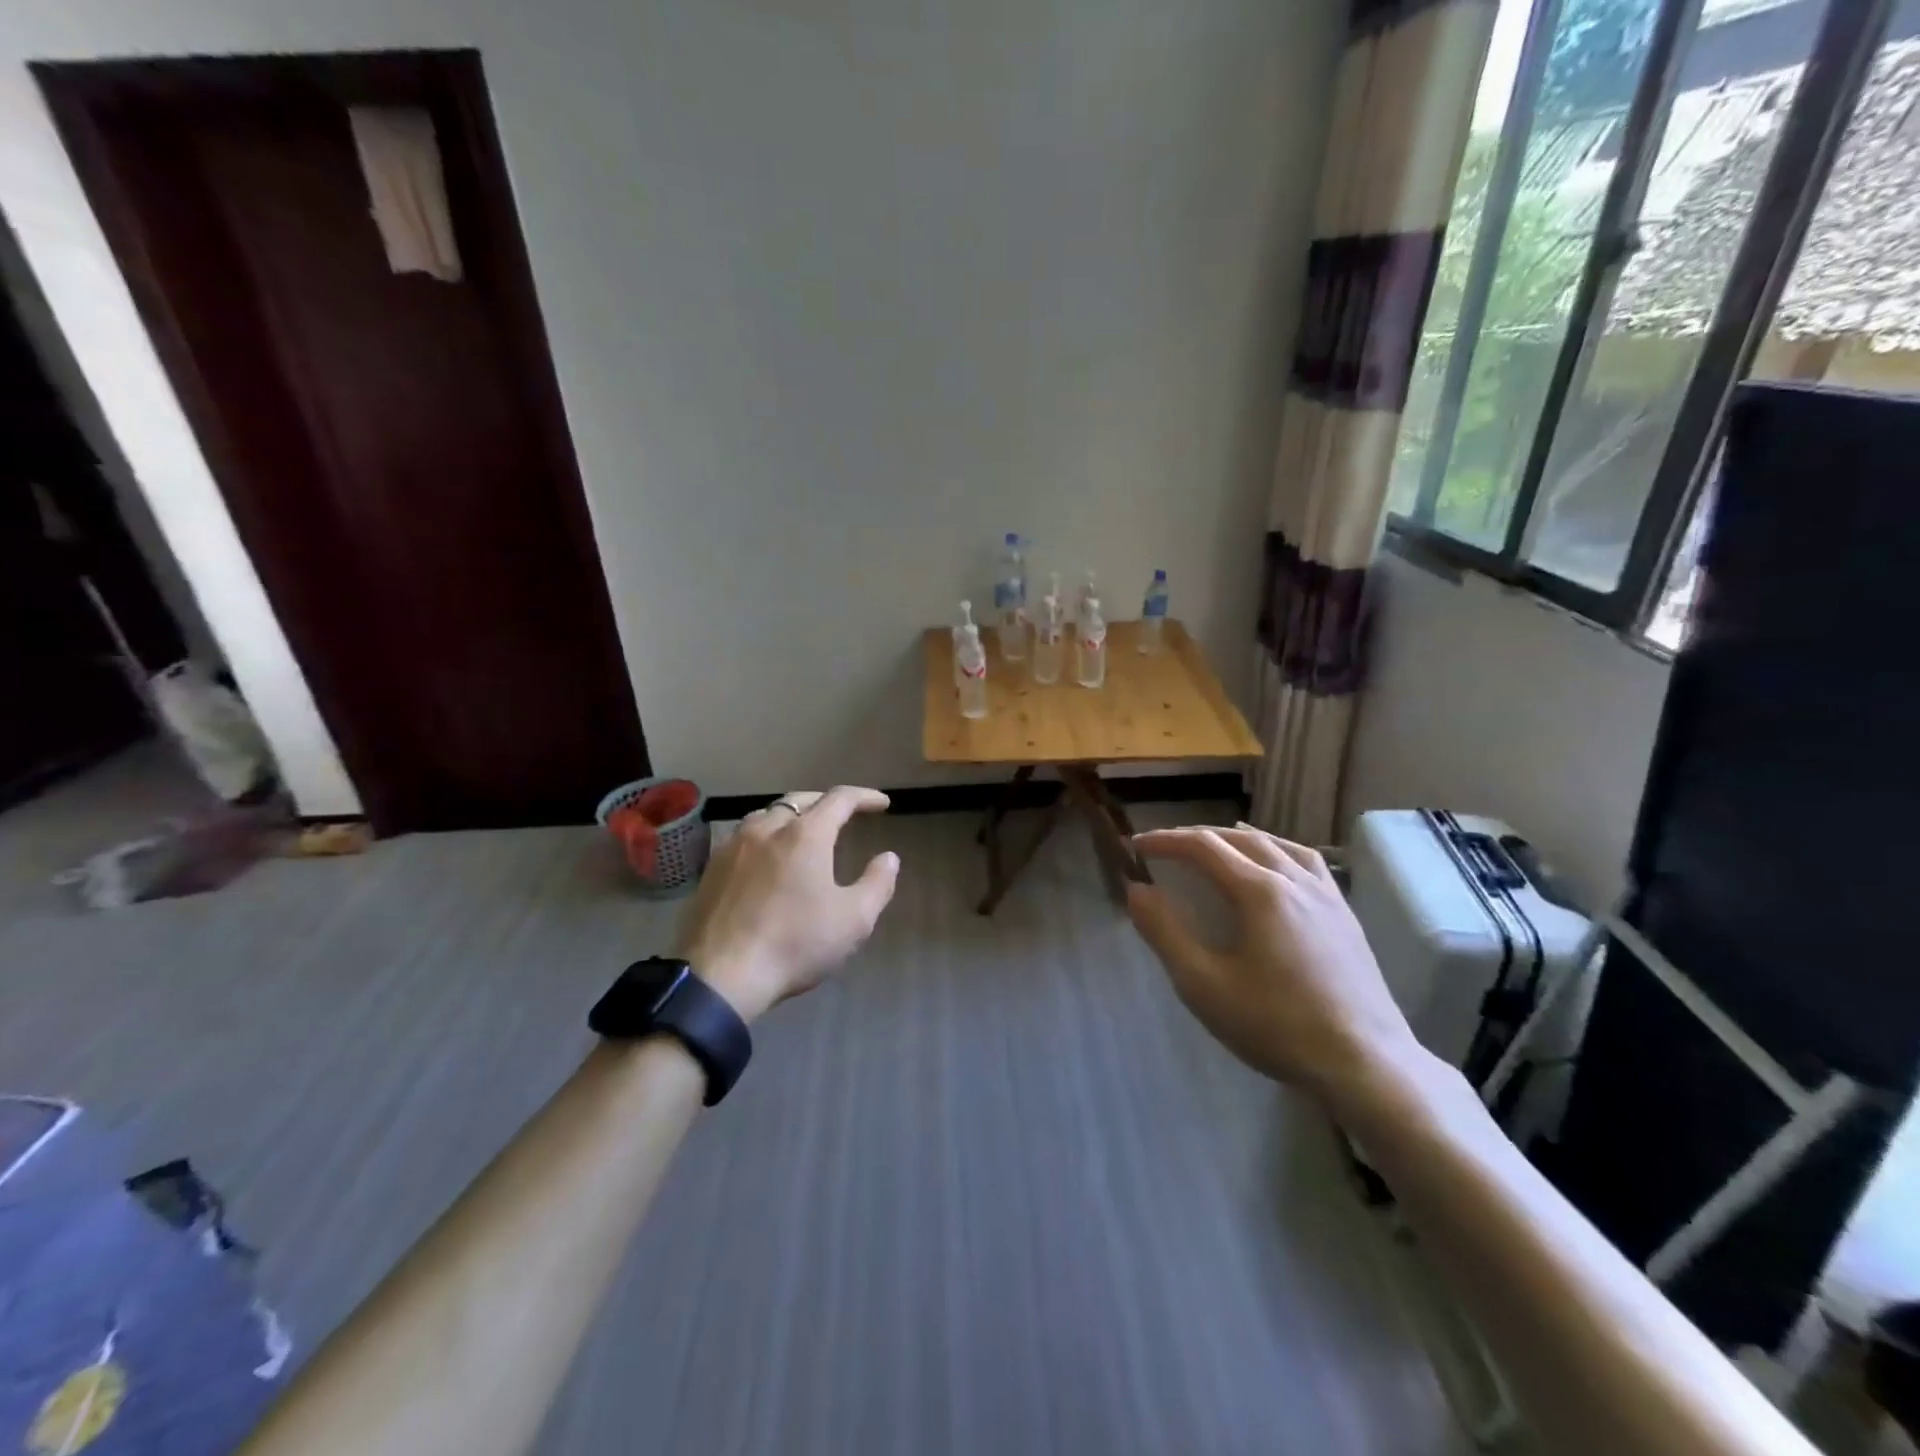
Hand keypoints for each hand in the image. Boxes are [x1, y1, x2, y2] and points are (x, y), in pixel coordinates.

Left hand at [675, 787, 899, 1022]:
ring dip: (792, 815)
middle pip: (800, 800)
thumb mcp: (853, 921)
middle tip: (844, 814)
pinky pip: (744, 836)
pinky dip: (765, 835)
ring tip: (803, 831)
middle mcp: (767, 828)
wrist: (720, 977)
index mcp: (805, 835)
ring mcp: (734, 846)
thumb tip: (888, 858)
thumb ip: (877, 884)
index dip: (864, 797)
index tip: (882, 804)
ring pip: (767, 814)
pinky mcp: (711, 868)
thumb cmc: (794, 944)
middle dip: (826, 802)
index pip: (840, 799)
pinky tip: (767, 857)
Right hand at [1127, 822, 1422, 1107]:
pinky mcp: (1345, 915)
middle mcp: (1294, 880)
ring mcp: (1326, 895)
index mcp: (1259, 891)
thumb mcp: (1204, 985)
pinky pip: (1306, 862)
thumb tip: (1137, 889)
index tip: (1136, 846)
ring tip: (1216, 843)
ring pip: (1277, 845)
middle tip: (1165, 846)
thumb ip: (1165, 933)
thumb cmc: (1277, 1026)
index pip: (1203, 847)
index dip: (1166, 840)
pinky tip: (1276, 866)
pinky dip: (1277, 850)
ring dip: (1237, 838)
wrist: (1365, 1064)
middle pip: (1239, 839)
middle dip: (1196, 837)